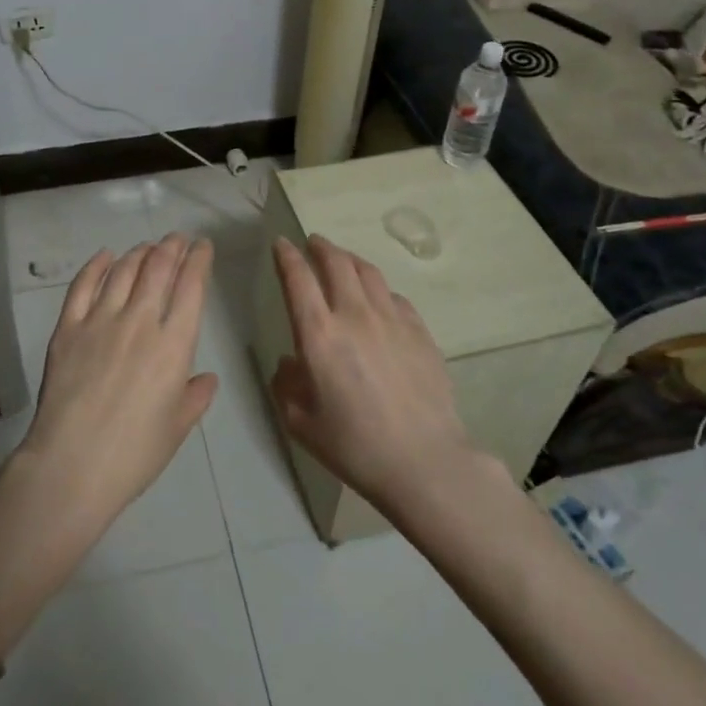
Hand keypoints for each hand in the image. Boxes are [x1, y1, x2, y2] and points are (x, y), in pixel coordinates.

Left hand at [17, 235, 218, 540]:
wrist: (72, 465)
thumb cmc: (133, 454)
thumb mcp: (176, 428)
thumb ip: (195, 397)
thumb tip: (206, 378)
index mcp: (174, 345)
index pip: (192, 287)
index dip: (199, 260)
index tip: (202, 246)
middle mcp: (140, 322)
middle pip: (158, 268)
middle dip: (171, 247)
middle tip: (176, 239)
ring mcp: (100, 320)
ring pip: (123, 271)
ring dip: (139, 253)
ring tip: (146, 247)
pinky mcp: (68, 327)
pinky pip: (83, 286)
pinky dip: (96, 266)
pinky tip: (105, 256)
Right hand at [269, 235, 484, 515]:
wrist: (425, 462)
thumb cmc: (355, 447)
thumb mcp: (301, 423)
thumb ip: (286, 385)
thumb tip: (289, 363)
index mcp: (319, 334)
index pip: (298, 278)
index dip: (286, 256)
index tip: (280, 244)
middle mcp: (355, 315)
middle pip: (337, 262)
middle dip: (320, 247)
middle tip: (312, 243)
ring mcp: (392, 320)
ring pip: (368, 272)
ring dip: (349, 259)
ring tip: (342, 260)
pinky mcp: (420, 332)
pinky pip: (395, 297)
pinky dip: (379, 289)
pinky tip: (378, 299)